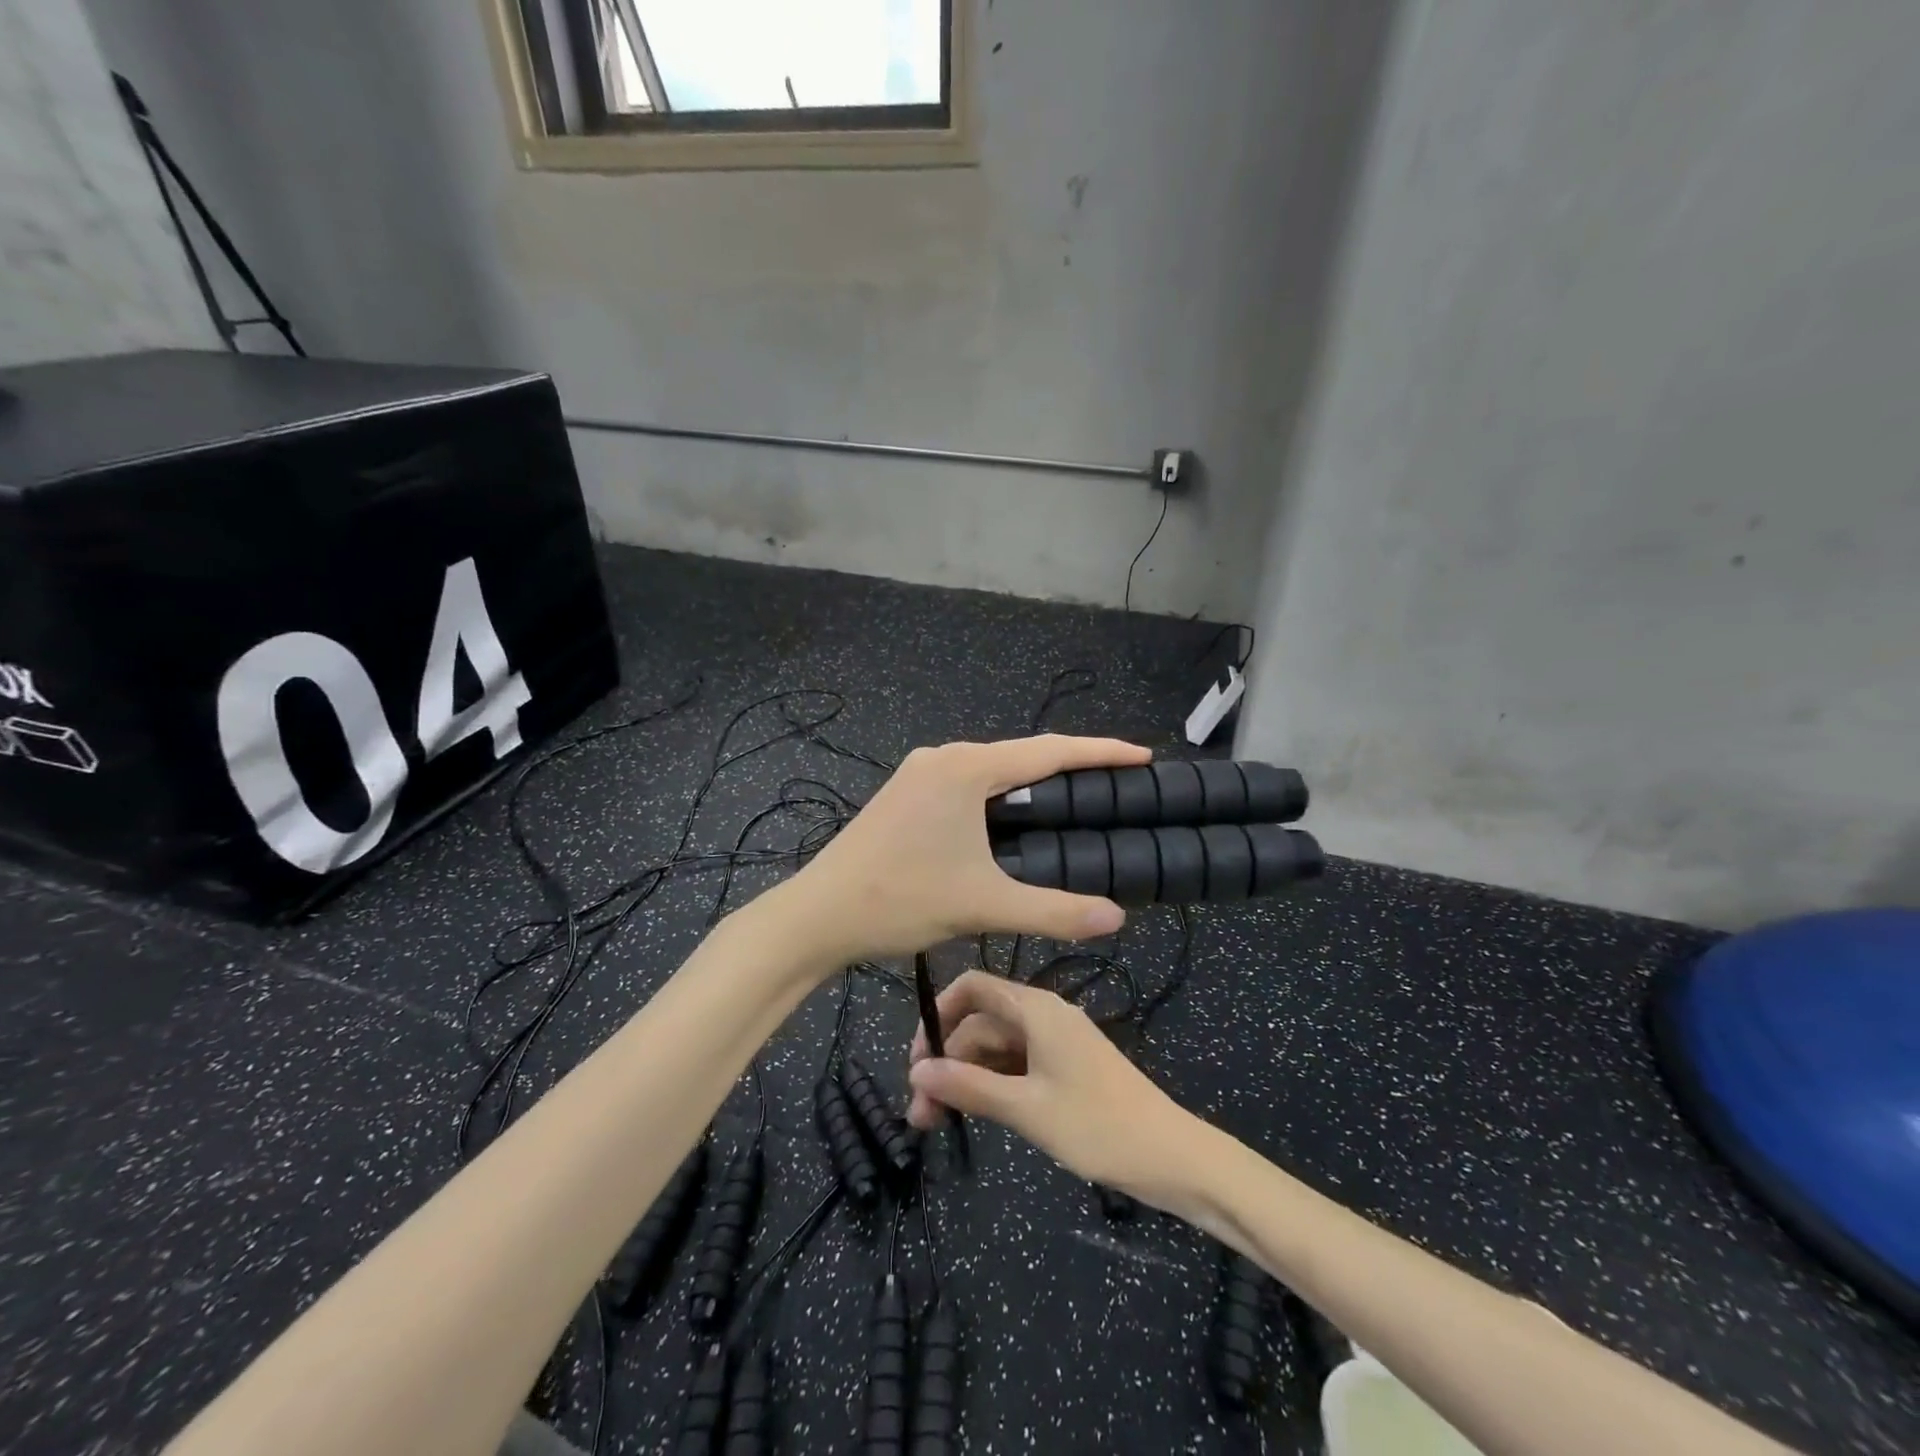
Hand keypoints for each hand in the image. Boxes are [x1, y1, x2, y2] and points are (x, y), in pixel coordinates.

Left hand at [785, 736, 1149, 961]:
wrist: (818, 914)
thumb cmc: (901, 900)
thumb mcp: (984, 906)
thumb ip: (1055, 910)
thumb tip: (1116, 917)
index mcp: (966, 768)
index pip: (1049, 752)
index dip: (1100, 752)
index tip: (1142, 756)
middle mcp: (943, 756)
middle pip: (1021, 756)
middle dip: (1069, 769)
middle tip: (1114, 789)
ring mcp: (919, 771)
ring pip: (991, 770)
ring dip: (1030, 784)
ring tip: (1073, 805)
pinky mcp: (904, 792)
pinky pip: (966, 783)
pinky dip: (998, 796)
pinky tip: (1012, 821)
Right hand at [905, 971, 1205, 1210]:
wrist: (1173, 1158)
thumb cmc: (1098, 1125)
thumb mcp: (1026, 1109)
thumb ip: (969, 1086)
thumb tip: (916, 1071)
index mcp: (1036, 1009)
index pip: (972, 988)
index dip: (938, 1015)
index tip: (916, 1058)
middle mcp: (1043, 1016)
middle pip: (980, 1024)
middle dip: (947, 1060)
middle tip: (921, 1113)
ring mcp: (1055, 1044)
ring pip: (996, 1049)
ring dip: (966, 1078)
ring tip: (937, 1123)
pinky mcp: (1064, 1070)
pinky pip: (1016, 1066)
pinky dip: (991, 1086)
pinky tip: (973, 1115)